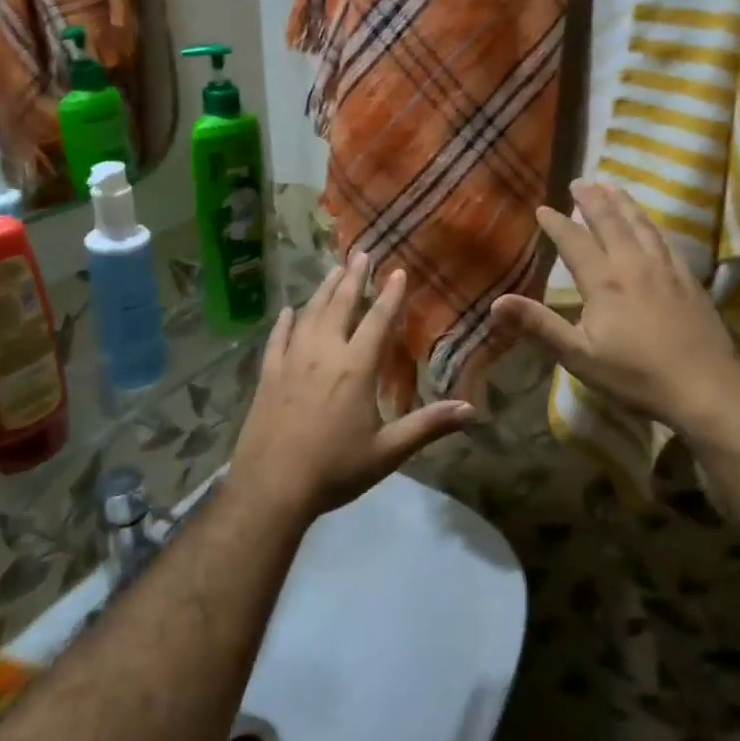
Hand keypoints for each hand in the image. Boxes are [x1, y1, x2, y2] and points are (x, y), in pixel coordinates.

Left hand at [230, 254, 474, 521]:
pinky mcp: (267, 376)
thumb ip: (428, 425)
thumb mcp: (388, 452)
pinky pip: (277, 338)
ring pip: (308, 315)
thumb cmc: (335, 469)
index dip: (389, 295)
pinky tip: (288, 311)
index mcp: (355, 369)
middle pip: (339, 306)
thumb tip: (471, 410)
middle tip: (361, 252)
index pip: (377, 321)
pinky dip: (285, 322)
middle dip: (353, 278)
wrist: (271, 488)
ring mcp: (290, 362)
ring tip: (333, 270)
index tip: (397, 270)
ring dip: (323, 290)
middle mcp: (323, 354)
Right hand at [488, 180, 739, 435]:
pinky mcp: (690, 281)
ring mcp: (667, 270)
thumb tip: (495, 303)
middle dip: (593, 200)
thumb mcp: (578, 355)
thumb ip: (538, 325)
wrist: (704, 386)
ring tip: (614, 186)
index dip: (557, 224)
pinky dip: (653, 225)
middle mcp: (635, 265)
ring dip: (625, 203)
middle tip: (581, 180)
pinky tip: (652, 226)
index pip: (575, 242)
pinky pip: (667, 241)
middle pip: (612, 222)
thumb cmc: (635, 375)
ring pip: (642, 226)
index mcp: (604, 281)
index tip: (543, 208)